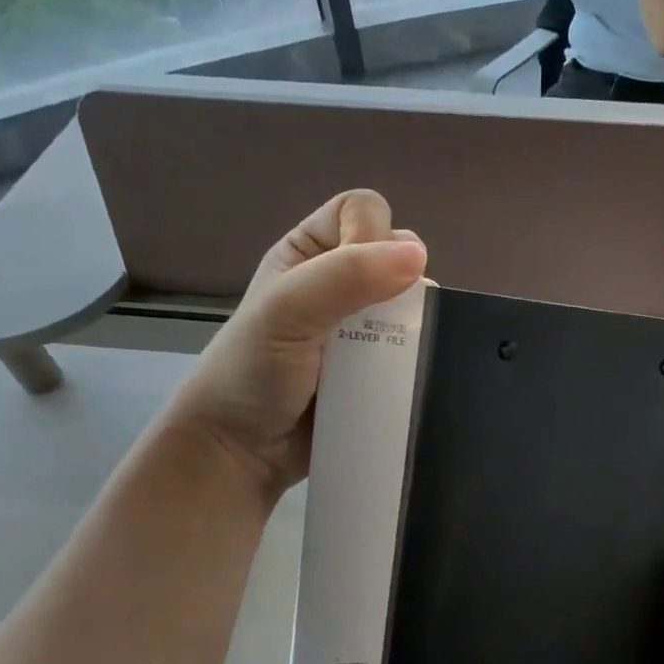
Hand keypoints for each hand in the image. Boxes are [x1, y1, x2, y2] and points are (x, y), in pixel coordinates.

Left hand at [171, 190, 425, 498]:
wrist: (242, 451)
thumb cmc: (251, 373)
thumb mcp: (287, 311)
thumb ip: (345, 277)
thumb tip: (418, 258)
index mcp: (308, 254)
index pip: (362, 212)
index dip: (372, 234)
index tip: (362, 279)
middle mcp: (338, 283)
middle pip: (397, 255)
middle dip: (403, 281)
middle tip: (385, 319)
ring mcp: (362, 328)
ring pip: (413, 303)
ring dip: (416, 322)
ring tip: (401, 351)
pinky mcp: (379, 368)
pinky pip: (415, 347)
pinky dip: (420, 355)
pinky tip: (411, 371)